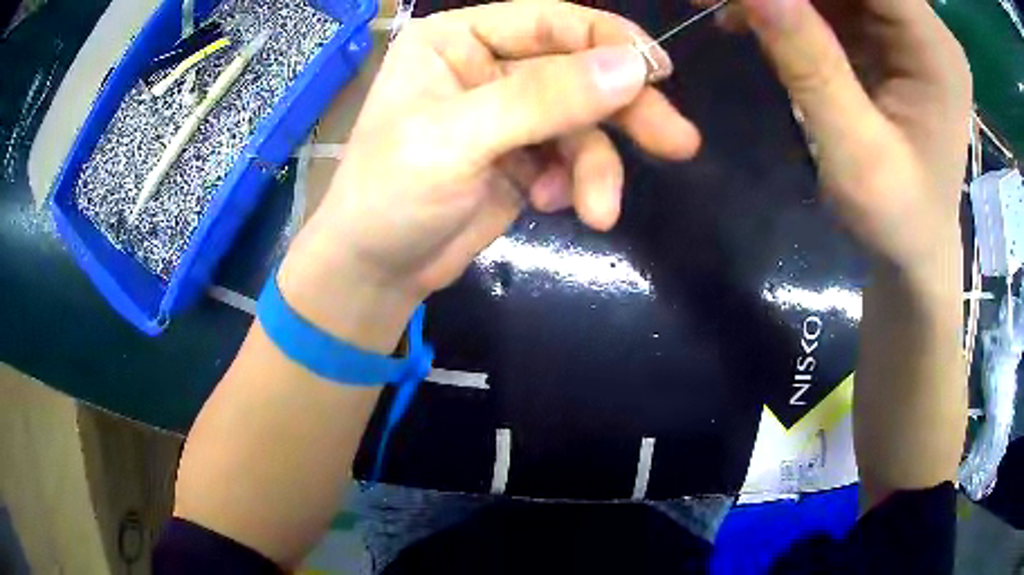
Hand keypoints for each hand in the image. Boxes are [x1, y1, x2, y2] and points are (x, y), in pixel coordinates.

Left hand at [278, 2, 700, 344]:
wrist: (376, 271)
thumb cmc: (390, 195)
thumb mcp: (457, 139)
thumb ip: (543, 99)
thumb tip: (632, 67)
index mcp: (459, 39)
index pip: (552, 21)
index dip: (610, 42)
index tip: (659, 74)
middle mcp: (487, 65)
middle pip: (578, 70)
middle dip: (626, 110)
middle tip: (678, 142)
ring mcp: (509, 113)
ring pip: (582, 122)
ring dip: (596, 167)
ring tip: (597, 211)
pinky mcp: (524, 156)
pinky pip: (572, 157)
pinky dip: (573, 183)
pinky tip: (547, 205)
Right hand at [710, 0, 970, 288]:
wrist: (915, 251)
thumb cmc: (898, 221)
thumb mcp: (855, 154)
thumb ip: (811, 65)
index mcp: (934, 48)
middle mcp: (923, 26)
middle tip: (720, 0)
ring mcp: (904, 29)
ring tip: (726, 8)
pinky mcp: (883, 37)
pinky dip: (786, 4)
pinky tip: (749, 20)